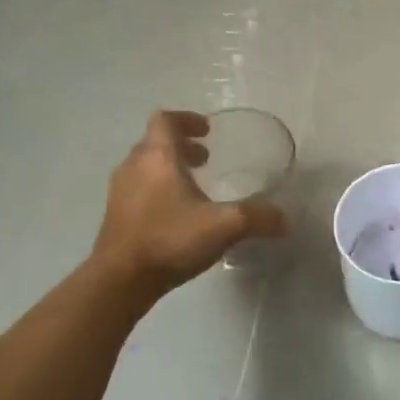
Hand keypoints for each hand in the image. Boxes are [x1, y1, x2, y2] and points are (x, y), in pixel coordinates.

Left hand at [91, 110, 288, 296]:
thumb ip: (257, 218)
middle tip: (205, 159)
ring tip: (193, 186)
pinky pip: (138, 190)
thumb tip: (284, 219)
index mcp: (157, 157)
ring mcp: (120, 191)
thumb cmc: (170, 239)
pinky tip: (176, 215)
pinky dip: (157, 190)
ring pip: (145, 167)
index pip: (165, 120)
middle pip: (154, 142)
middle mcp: (134, 166)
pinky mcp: (115, 215)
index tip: (206, 131)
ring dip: (168, 168)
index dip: (186, 120)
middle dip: (181, 146)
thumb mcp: (224, 226)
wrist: (120, 279)